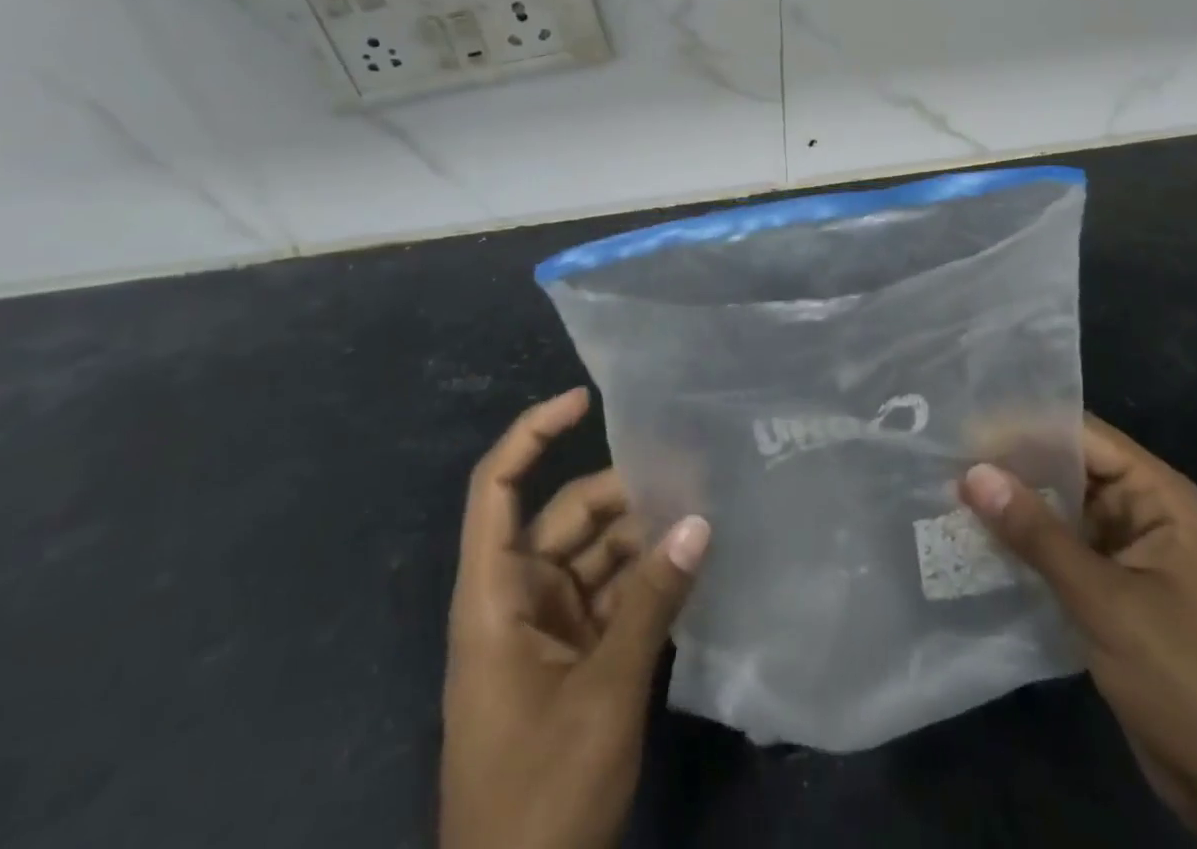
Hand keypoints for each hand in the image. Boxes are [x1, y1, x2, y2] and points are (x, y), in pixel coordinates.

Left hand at [441, 388, 710, 848]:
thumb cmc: (540, 795)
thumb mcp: (603, 693)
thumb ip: (652, 601)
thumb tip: (699, 523)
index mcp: (494, 595)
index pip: (496, 489)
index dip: (533, 434)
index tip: (585, 400)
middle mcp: (515, 599)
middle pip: (564, 517)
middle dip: (622, 495)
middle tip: (689, 475)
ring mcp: (544, 630)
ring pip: (593, 557)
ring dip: (642, 540)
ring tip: (702, 515)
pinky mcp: (571, 660)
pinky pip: (609, 598)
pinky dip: (646, 583)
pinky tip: (691, 567)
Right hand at [961, 416, 1196, 848]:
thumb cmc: (1182, 679)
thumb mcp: (1104, 601)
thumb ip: (1036, 534)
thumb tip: (972, 472)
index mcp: (1157, 495)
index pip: (1081, 436)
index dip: (1024, 428)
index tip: (964, 429)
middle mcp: (1140, 508)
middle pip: (1065, 466)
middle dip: (1010, 464)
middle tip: (944, 457)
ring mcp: (1122, 546)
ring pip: (1056, 504)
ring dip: (1011, 501)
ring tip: (947, 487)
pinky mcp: (1105, 582)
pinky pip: (1055, 542)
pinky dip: (1020, 538)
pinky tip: (975, 534)